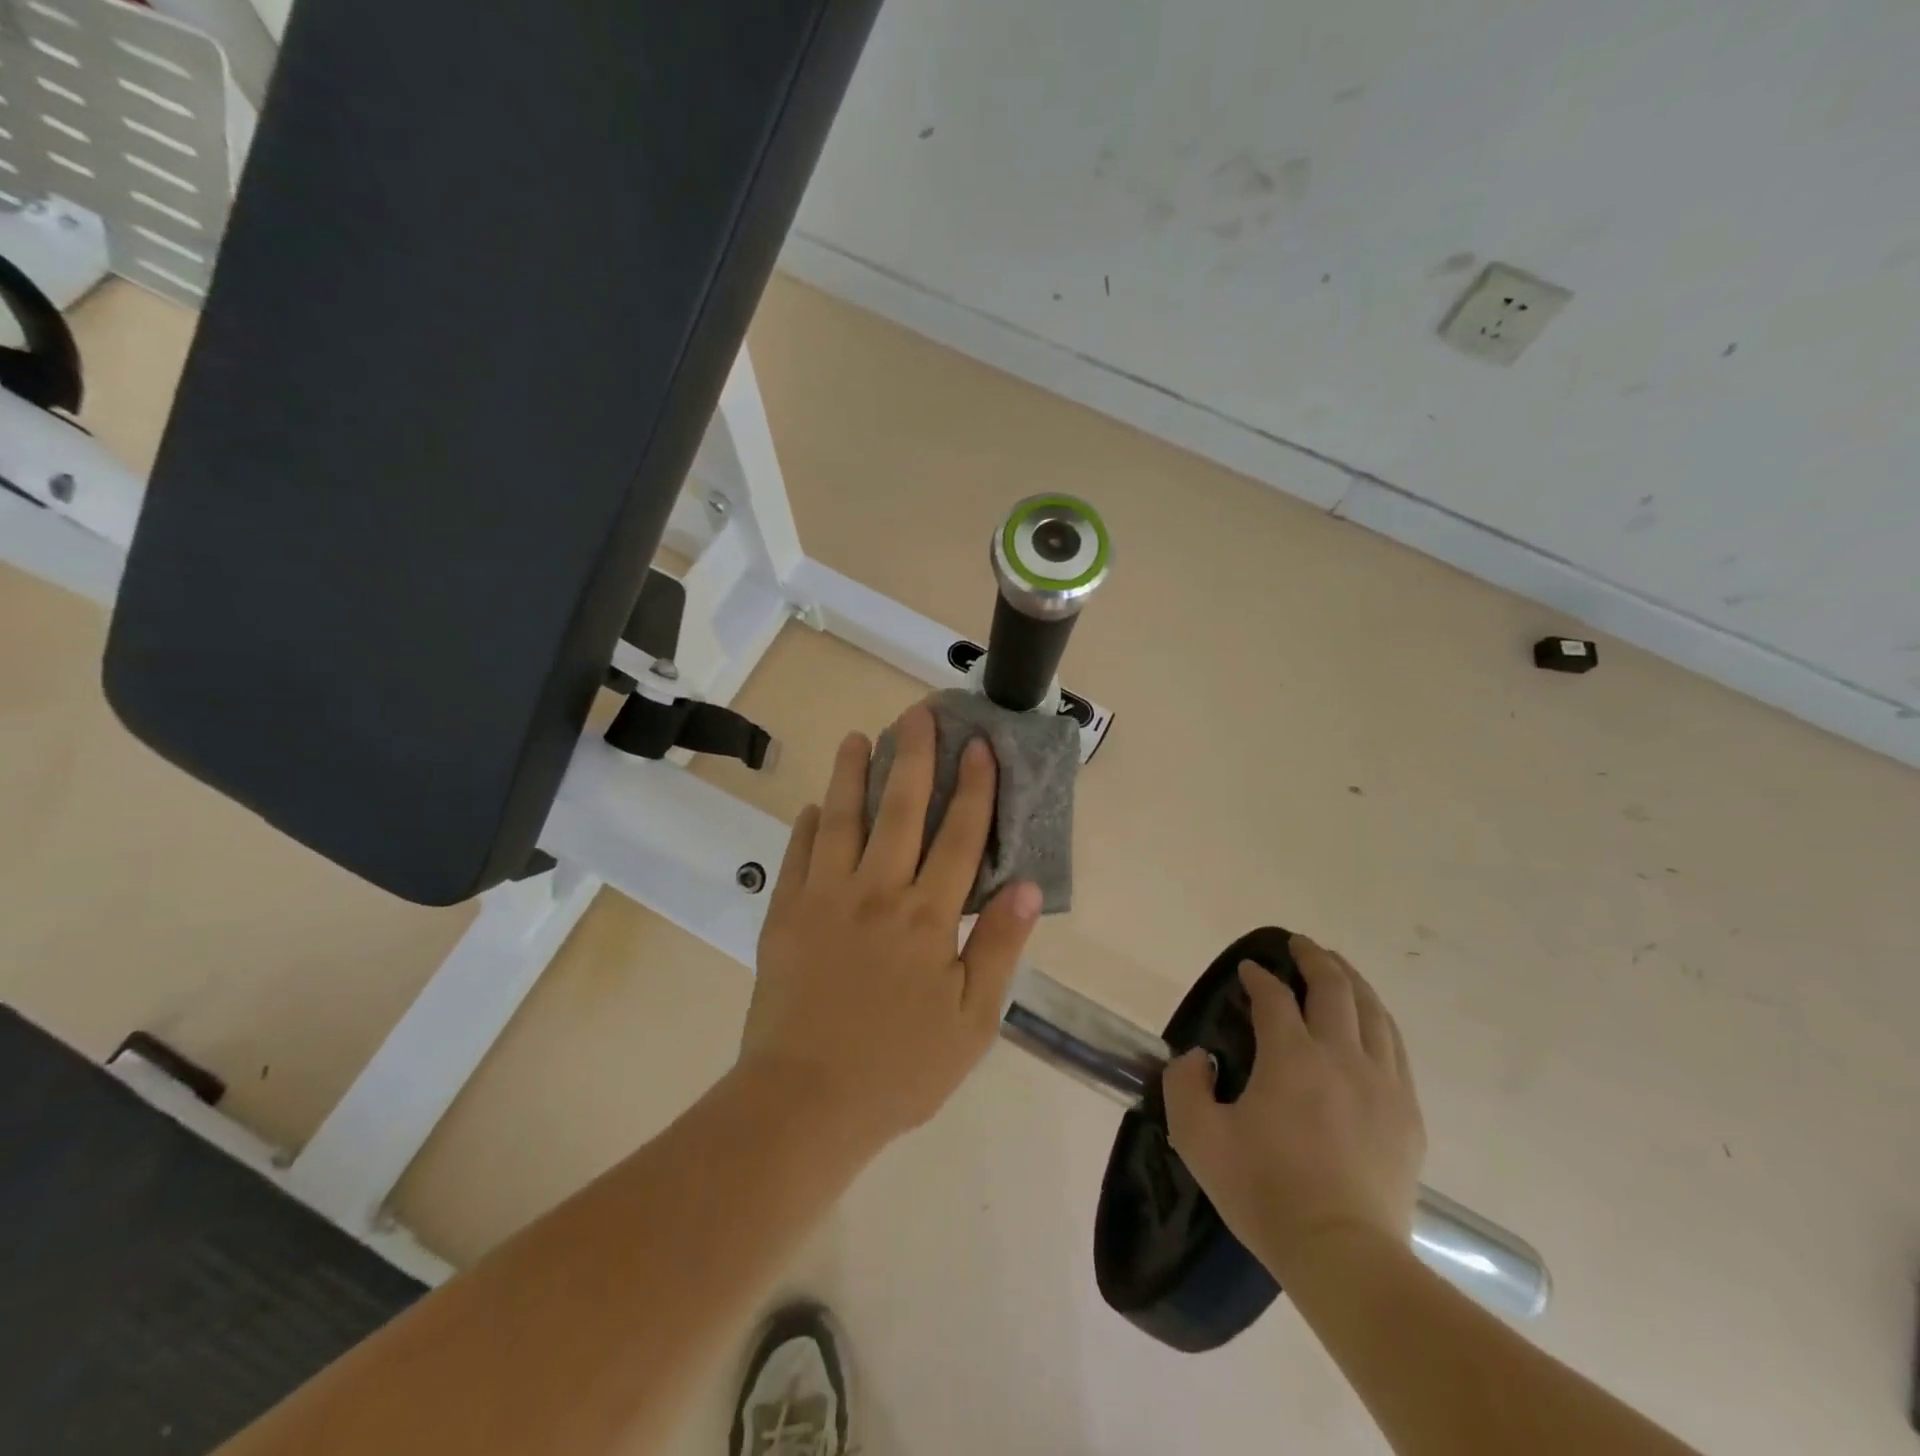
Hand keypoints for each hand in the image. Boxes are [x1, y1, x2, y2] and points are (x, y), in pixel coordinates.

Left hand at [740, 704, 1042, 1149]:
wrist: (805, 1101)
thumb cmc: (900, 1067)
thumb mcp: (972, 1020)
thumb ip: (998, 947)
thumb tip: (1028, 887)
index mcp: (926, 915)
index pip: (959, 835)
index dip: (973, 787)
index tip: (979, 744)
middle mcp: (877, 892)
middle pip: (899, 809)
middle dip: (913, 756)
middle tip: (916, 713)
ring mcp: (824, 898)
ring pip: (842, 819)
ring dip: (852, 774)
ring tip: (857, 737)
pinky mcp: (784, 915)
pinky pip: (797, 856)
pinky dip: (807, 826)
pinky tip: (814, 806)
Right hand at [1163, 935, 1425, 1279]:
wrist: (1343, 1256)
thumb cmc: (1265, 1192)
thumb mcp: (1197, 1138)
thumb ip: (1184, 1084)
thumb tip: (1198, 1057)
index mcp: (1291, 1058)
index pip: (1274, 998)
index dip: (1258, 977)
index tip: (1247, 971)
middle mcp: (1341, 1057)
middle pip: (1334, 988)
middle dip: (1314, 959)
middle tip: (1298, 945)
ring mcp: (1382, 1084)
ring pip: (1373, 1012)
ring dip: (1352, 981)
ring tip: (1338, 968)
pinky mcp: (1407, 1114)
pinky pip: (1396, 1048)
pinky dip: (1379, 1020)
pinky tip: (1371, 1022)